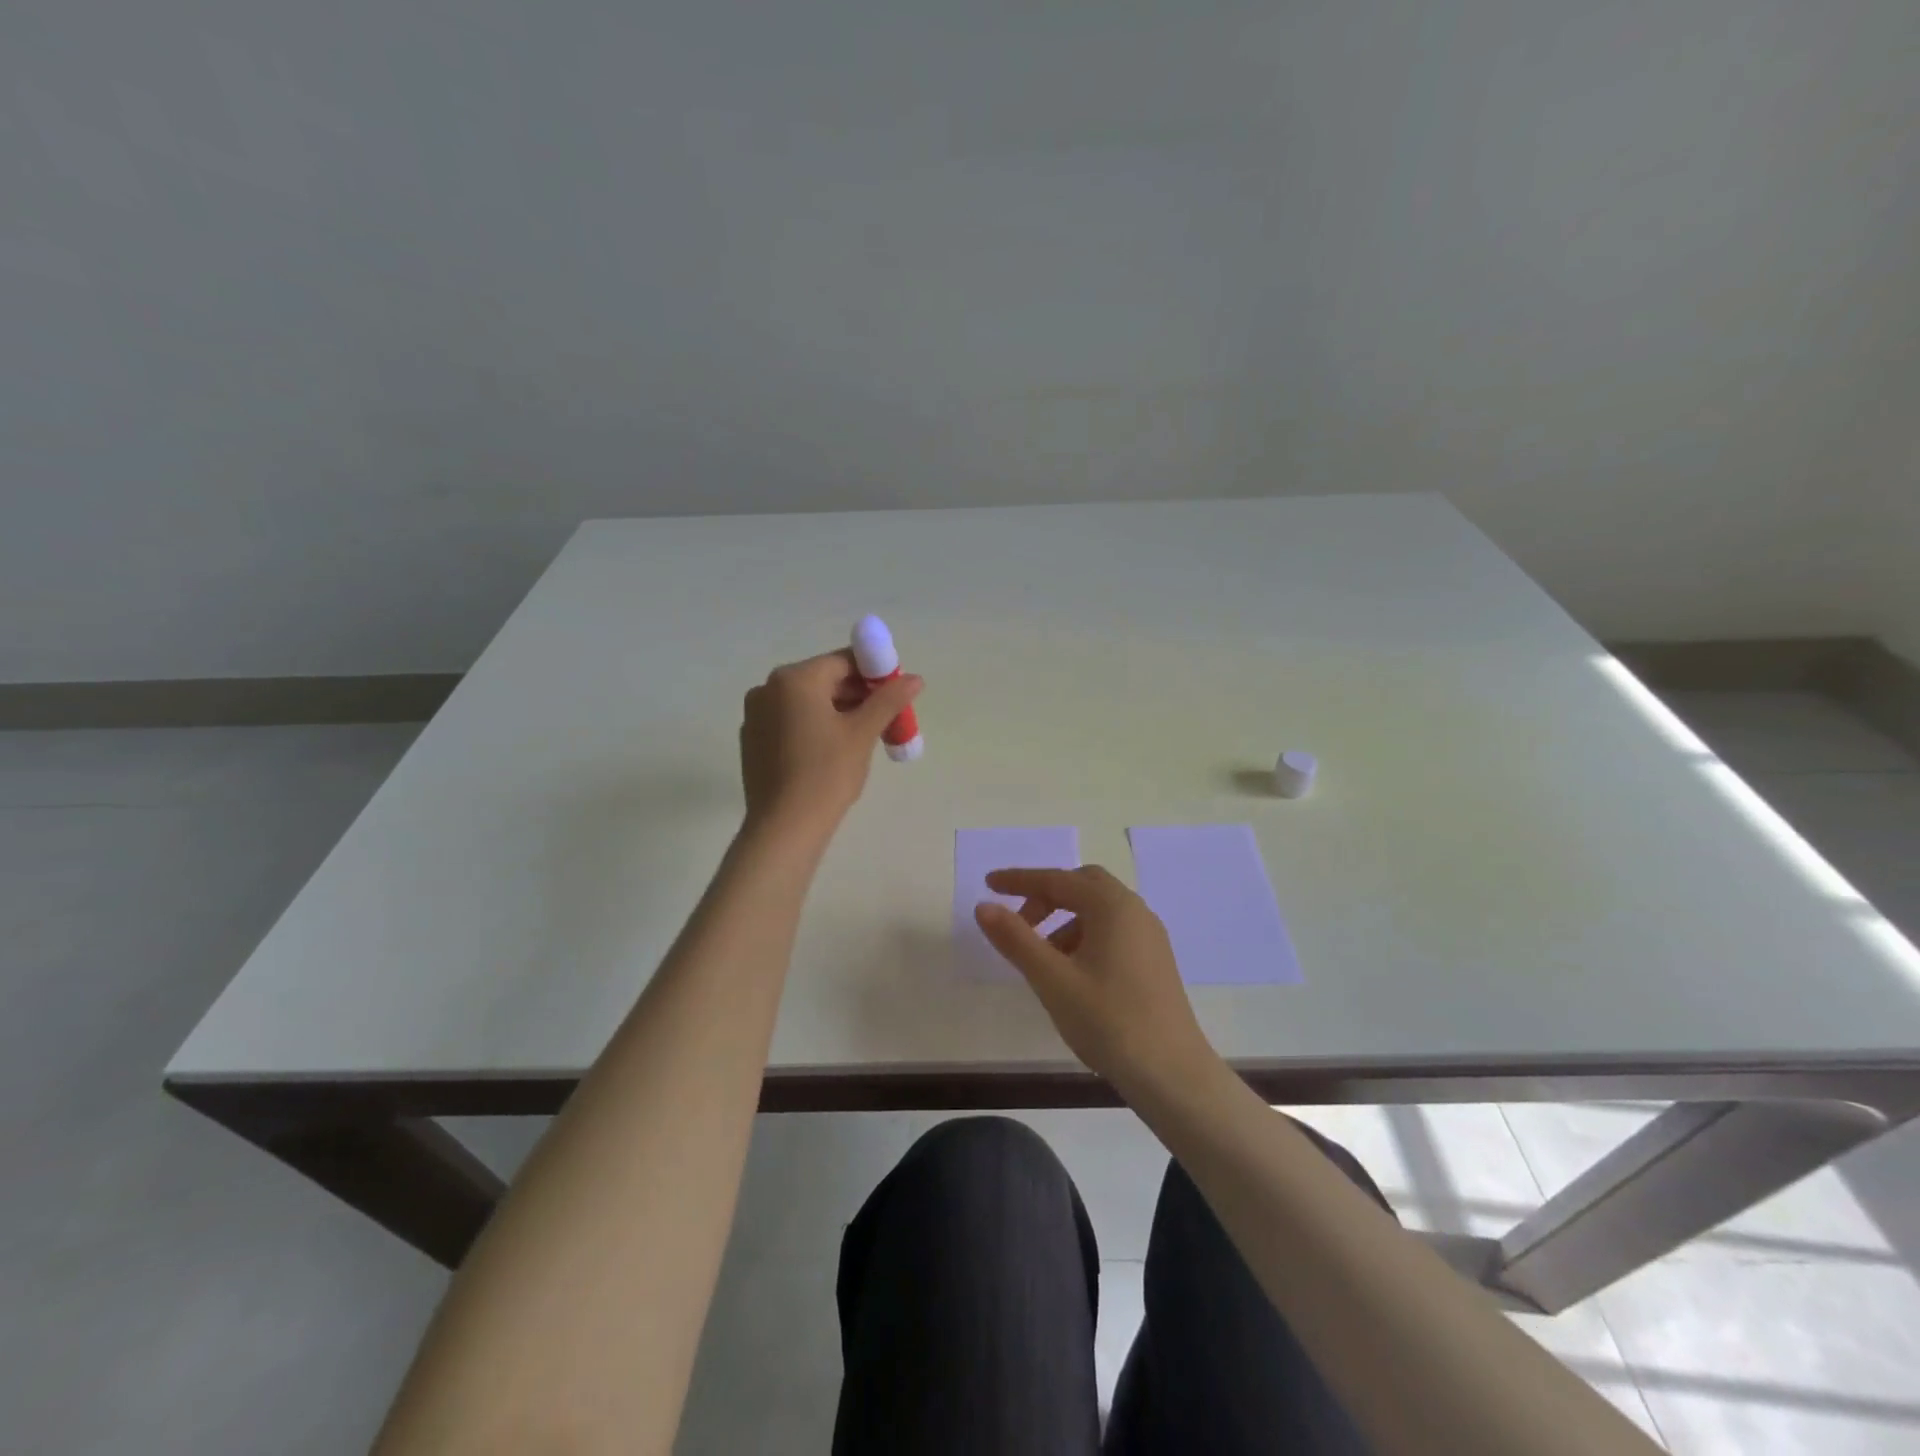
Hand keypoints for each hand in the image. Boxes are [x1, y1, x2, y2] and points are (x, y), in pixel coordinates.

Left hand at [738, 649, 922, 836]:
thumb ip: (889, 700)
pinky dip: (815, 726)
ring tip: (865, 736)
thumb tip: (915, 678)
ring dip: (838, 711)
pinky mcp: (753, 741)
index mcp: (795, 679)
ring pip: (807, 702)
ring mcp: (756, 715)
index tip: (896, 693)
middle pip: (824, 680)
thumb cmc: (827, 773)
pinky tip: (833, 752)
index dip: (874, 673)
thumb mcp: (863, 733)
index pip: (843, 661)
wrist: (784, 827)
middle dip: (858, 695)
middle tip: (887, 718)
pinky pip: (791, 721)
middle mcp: (768, 688)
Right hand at [974, 866, 1219, 1101]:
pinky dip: (1084, 936)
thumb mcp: (1052, 979)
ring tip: (1041, 958)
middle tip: (1019, 922)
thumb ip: (1016, 939)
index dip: (1019, 880)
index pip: (1057, 880)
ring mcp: (1149, 936)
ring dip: (1064, 920)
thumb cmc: (1109, 1021)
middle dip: (1046, 897)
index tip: (988, 883)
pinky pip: (1112, 931)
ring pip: (1098, 910)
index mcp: (1112, 906)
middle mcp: (1135, 911)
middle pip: (1082, 885)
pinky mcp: (1154, 961)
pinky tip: (1071, 973)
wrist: (1172, 1075)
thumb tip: (984, 907)